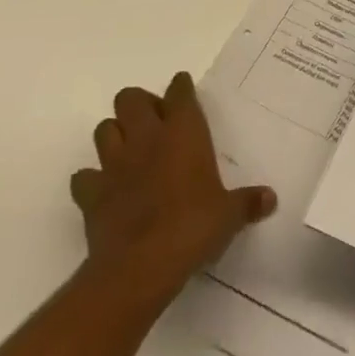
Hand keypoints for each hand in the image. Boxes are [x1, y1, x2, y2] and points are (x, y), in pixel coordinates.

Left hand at [70, 71, 275, 314]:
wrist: (140, 267)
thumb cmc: (193, 228)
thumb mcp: (228, 215)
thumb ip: (247, 202)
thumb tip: (270, 198)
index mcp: (183, 133)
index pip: (179, 93)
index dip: (181, 88)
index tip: (184, 89)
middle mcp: (146, 138)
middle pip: (130, 98)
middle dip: (140, 104)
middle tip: (155, 122)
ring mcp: (114, 164)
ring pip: (104, 129)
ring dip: (115, 134)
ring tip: (129, 150)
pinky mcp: (91, 194)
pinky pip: (84, 176)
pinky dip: (92, 179)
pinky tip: (105, 189)